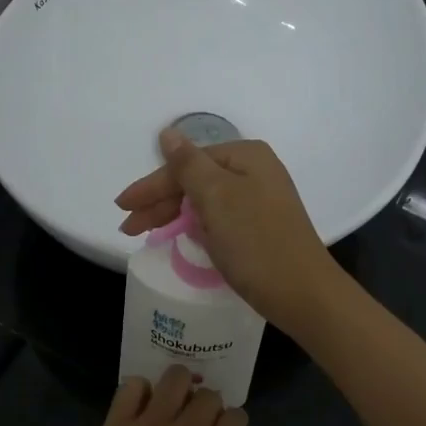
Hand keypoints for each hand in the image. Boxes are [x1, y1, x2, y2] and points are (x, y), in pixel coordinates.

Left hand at [53, 367, 257, 425]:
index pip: (237, 417)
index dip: (231, 423)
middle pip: (209, 395)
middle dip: (207, 404)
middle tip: (195, 421)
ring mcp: (150, 425)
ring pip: (175, 378)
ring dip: (179, 386)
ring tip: (171, 402)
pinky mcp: (117, 425)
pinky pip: (131, 387)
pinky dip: (138, 390)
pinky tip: (138, 406)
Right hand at [115, 129, 343, 332]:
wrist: (302, 293)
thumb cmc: (255, 241)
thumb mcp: (216, 197)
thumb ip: (188, 165)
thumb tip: (168, 133)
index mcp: (246, 156)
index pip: (186, 164)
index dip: (152, 186)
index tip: (122, 207)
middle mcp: (256, 171)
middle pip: (195, 180)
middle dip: (160, 202)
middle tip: (129, 227)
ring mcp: (261, 200)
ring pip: (205, 200)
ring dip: (174, 214)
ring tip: (145, 233)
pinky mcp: (262, 226)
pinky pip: (219, 217)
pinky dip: (196, 226)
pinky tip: (180, 236)